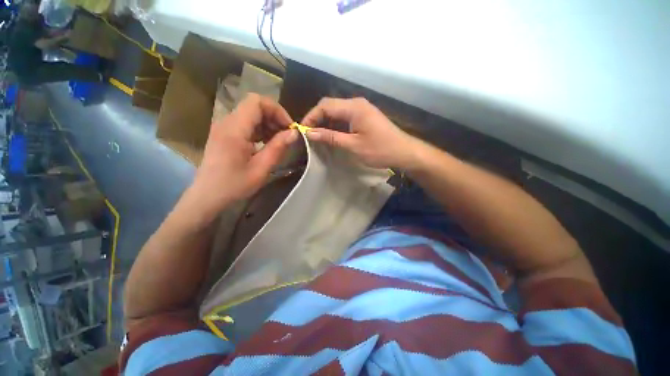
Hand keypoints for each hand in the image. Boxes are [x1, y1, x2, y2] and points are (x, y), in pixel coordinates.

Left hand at [182, 94, 296, 220]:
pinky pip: (245, 124)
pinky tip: (266, 144)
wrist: (207, 196)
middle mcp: (226, 123)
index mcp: (234, 129)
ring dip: (268, 124)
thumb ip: (278, 148)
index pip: (256, 102)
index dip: (276, 110)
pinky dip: (260, 130)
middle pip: (254, 106)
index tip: (289, 128)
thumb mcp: (261, 168)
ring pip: (250, 114)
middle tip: (286, 136)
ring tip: (278, 142)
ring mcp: (224, 128)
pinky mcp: (224, 134)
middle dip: (274, 117)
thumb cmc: (234, 185)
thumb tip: (294, 132)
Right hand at [302, 97, 418, 168]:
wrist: (403, 152)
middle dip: (317, 119)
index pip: (325, 106)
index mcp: (353, 107)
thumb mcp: (353, 145)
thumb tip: (310, 133)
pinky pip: (345, 117)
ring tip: (319, 137)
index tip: (303, 131)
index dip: (311, 117)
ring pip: (337, 112)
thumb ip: (331, 137)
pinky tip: (333, 136)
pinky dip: (336, 125)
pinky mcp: (365, 116)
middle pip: (330, 106)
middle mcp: (356, 103)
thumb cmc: (379, 150)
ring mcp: (362, 109)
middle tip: (309, 135)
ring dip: (326, 123)